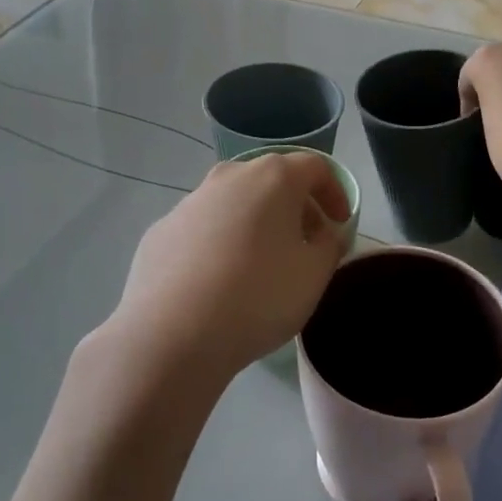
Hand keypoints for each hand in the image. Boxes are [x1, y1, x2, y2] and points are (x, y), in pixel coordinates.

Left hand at [109, 151, 351, 384]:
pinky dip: (221, 242)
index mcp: (273, 178)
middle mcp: (229, 177)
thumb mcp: (314, 275)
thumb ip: (330, 245)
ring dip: (256, 223)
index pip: (315, 167)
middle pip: (272, 180)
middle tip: (306, 243)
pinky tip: (220, 282)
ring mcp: (189, 202)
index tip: (340, 224)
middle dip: (295, 207)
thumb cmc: (258, 296)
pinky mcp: (161, 230)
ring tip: (263, 265)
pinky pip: (203, 228)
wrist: (172, 333)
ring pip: (234, 202)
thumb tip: (326, 233)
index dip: (335, 192)